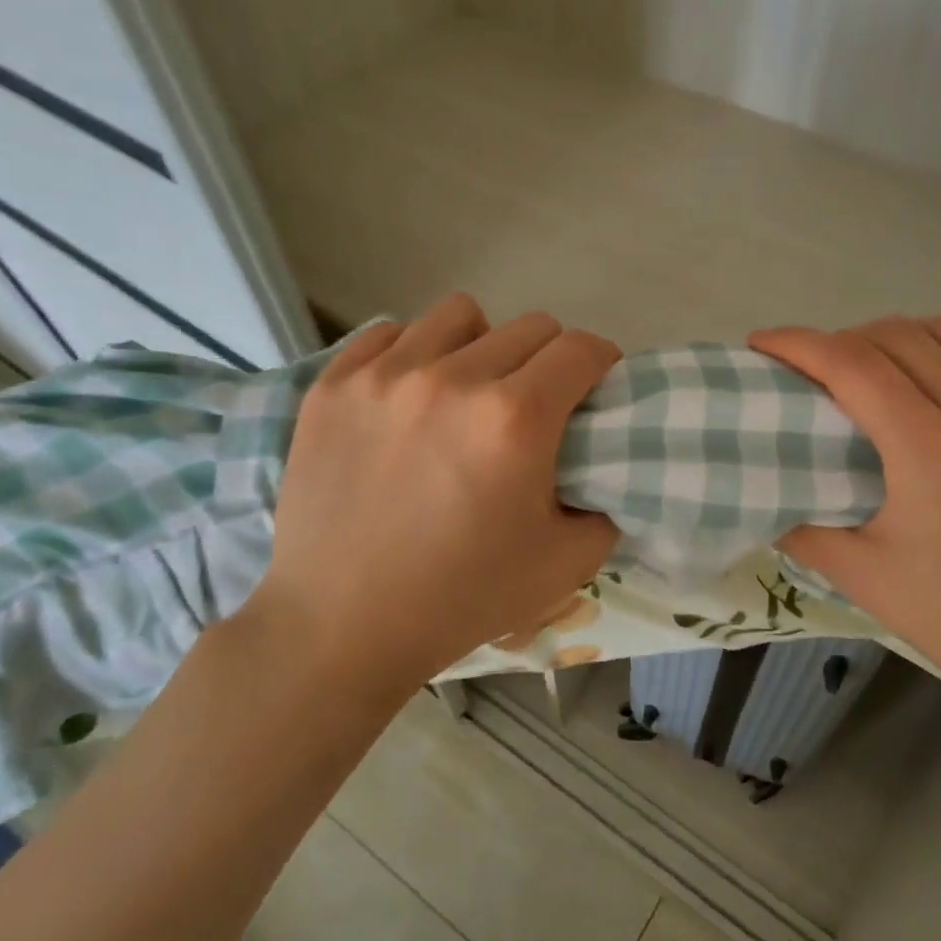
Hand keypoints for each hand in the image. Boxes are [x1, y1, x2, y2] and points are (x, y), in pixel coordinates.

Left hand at [242, 294, 622, 687]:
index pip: (581, 350)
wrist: (341, 625)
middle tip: (537, 404)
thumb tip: (603, 470)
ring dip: (482, 344)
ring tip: (468, 390)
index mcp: (515, 419)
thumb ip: (606, 507)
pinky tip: (410, 395)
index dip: (602, 363)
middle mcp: (452, 378)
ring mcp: (384, 375)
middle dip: (550, 359)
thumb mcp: (565, 566)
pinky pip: (390, 333)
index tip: (595, 389)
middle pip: (530, 326)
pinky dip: (413, 352)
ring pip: (459, 315)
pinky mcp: (333, 384)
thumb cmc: (461, 599)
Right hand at [748, 305, 940, 729]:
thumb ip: (802, 530)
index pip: (850, 365)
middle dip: (842, 340)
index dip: (798, 343)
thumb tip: (765, 500)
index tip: (763, 343)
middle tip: (814, 369)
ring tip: (874, 356)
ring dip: (902, 332)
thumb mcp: (862, 577)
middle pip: (897, 338)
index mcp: (926, 449)